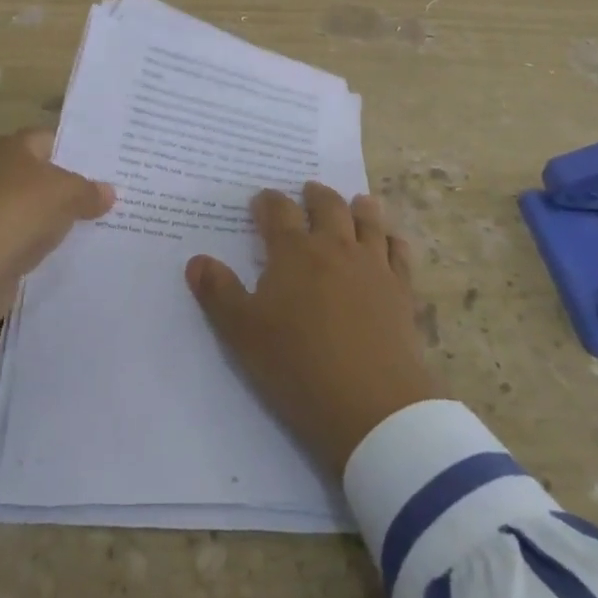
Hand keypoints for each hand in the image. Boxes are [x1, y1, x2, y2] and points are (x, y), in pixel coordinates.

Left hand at [0, 129, 113, 369]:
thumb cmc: (13, 214)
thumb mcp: (62, 194)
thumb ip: (88, 191)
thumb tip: (108, 192)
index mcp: (7, 147)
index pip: (49, 139)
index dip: (78, 150)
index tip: (109, 165)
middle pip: (39, 174)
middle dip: (70, 186)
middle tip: (110, 196)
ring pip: (31, 209)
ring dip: (55, 219)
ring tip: (97, 226)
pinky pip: (20, 239)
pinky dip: (38, 245)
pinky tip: (66, 253)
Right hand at [186, 182, 442, 476]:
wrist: (373, 407)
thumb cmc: (298, 366)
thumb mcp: (242, 333)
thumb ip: (218, 293)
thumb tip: (196, 260)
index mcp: (293, 252)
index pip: (278, 211)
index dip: (267, 202)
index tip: (261, 202)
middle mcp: (335, 247)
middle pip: (327, 206)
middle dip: (315, 196)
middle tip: (308, 190)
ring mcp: (372, 266)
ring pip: (368, 222)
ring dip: (359, 207)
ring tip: (356, 201)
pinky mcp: (401, 291)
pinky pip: (399, 253)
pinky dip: (392, 239)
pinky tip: (391, 240)